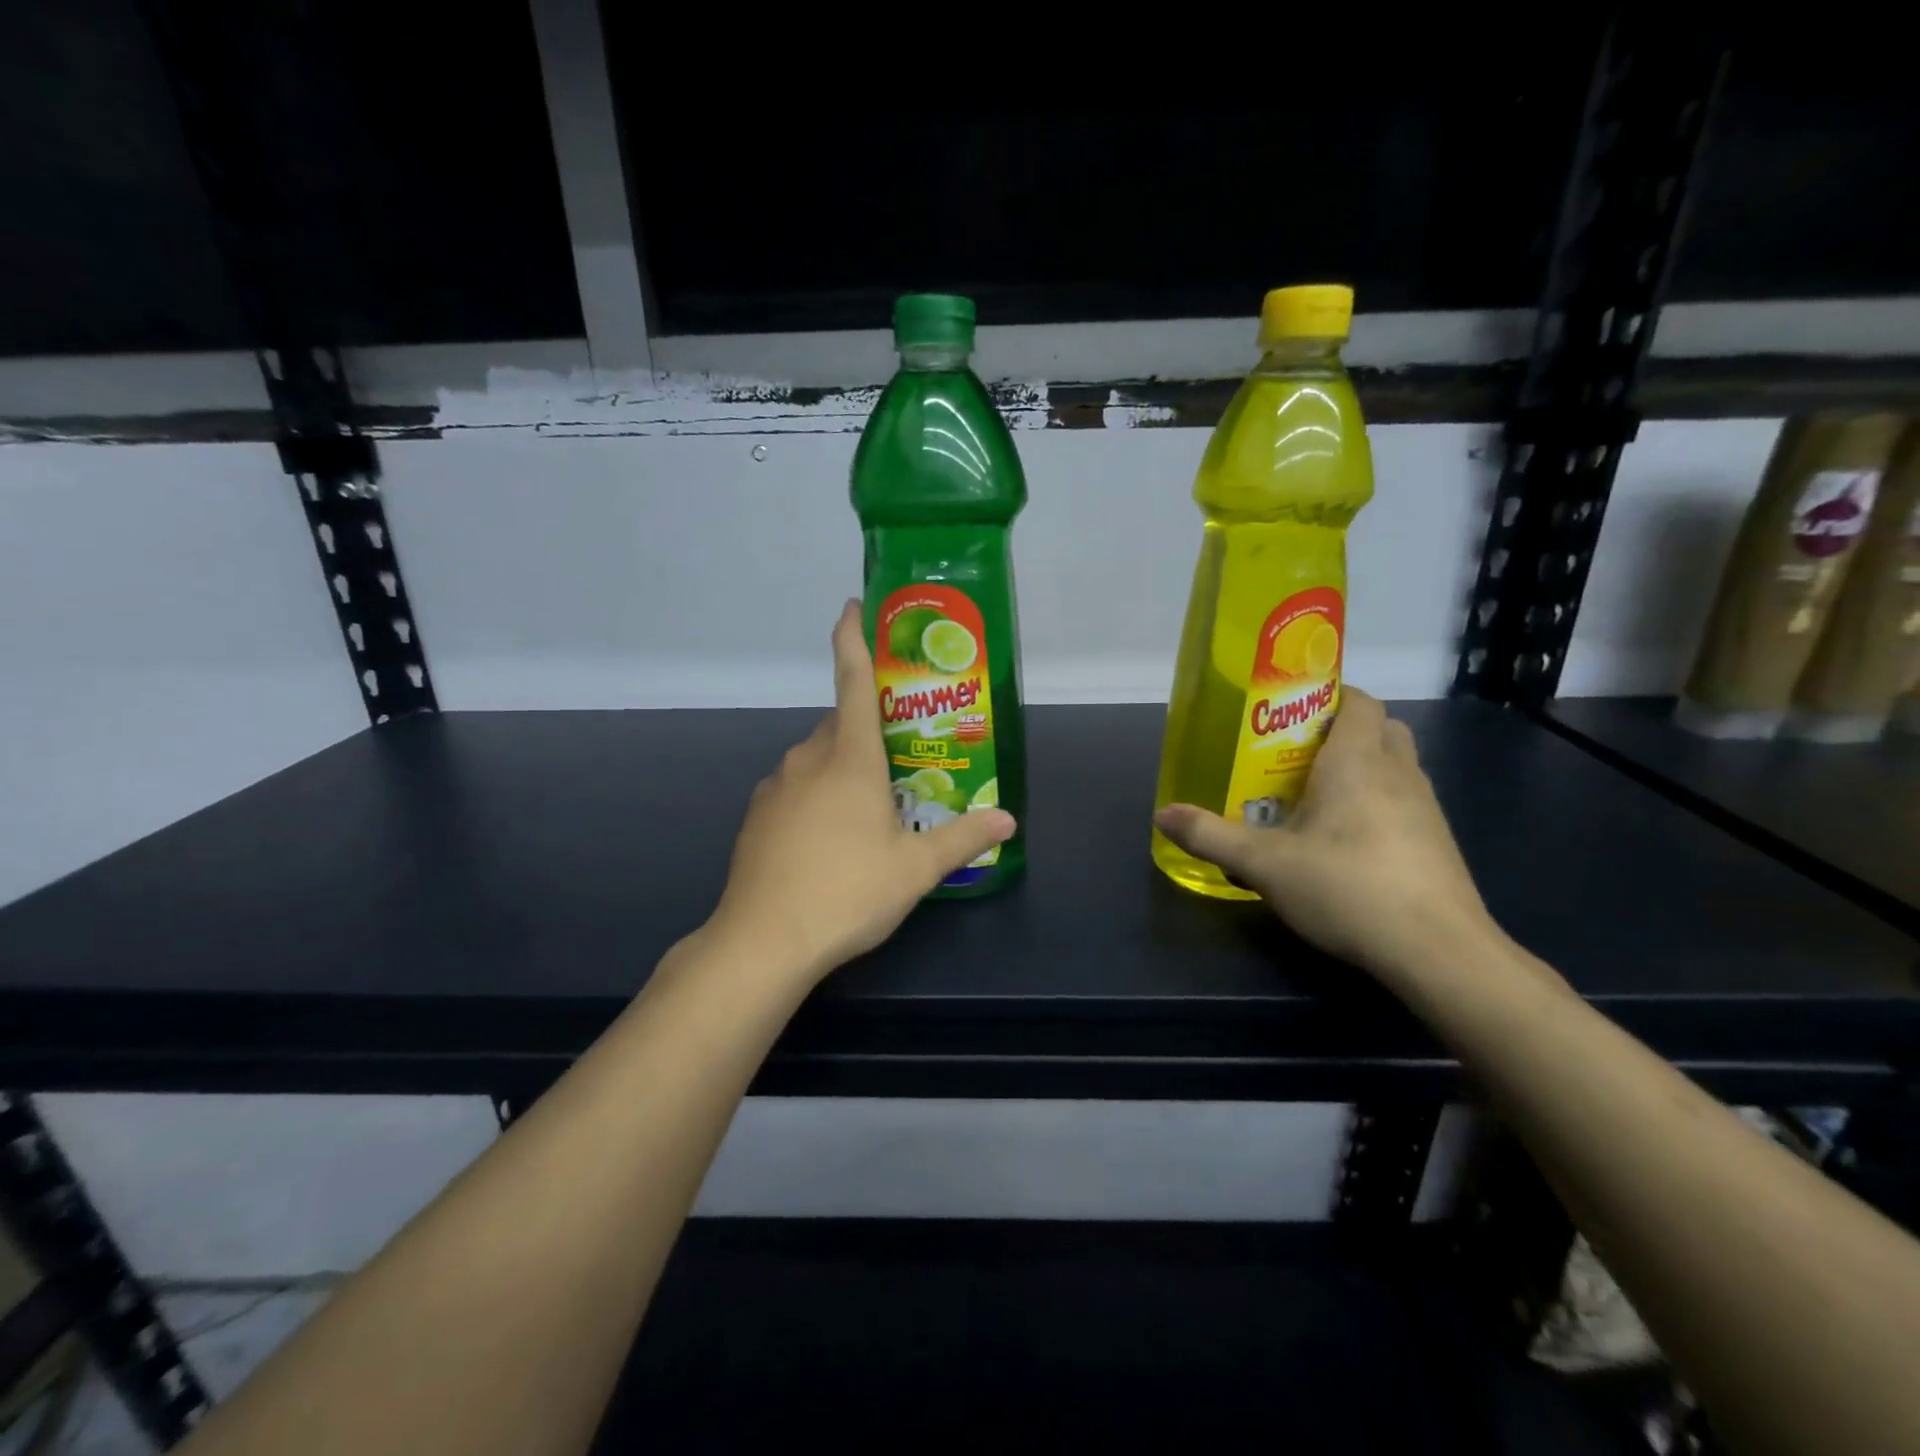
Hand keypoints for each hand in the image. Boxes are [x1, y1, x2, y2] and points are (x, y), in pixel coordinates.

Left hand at [709, 601, 1016, 981]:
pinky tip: (831, 838)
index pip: (854, 681)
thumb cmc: (847, 892)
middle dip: (869, 727)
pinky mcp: (758, 815)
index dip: (853, 638)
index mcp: (850, 757)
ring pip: (817, 757)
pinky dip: (817, 794)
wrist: (763, 940)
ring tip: (871, 807)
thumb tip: (1008, 820)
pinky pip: (796, 786)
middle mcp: (808, 759)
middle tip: (901, 754)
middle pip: (841, 723)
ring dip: (844, 765)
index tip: (852, 606)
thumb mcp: (916, 869)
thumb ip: (964, 838)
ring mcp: (777, 786)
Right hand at [1153, 688, 1495, 984]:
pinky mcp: (1437, 842)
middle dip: (1343, 729)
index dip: (1329, 695)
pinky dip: (1377, 802)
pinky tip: (1345, 840)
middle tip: (1296, 752)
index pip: (1358, 701)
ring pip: (1395, 764)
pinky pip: (1404, 801)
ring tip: (1314, 796)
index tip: (1290, 711)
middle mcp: (1398, 772)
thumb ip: (1210, 836)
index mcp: (1357, 760)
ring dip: (1362, 767)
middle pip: (1379, 727)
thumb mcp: (1264, 864)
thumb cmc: (1347, 887)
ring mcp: (1425, 807)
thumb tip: (1162, 815)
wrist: (1438, 951)